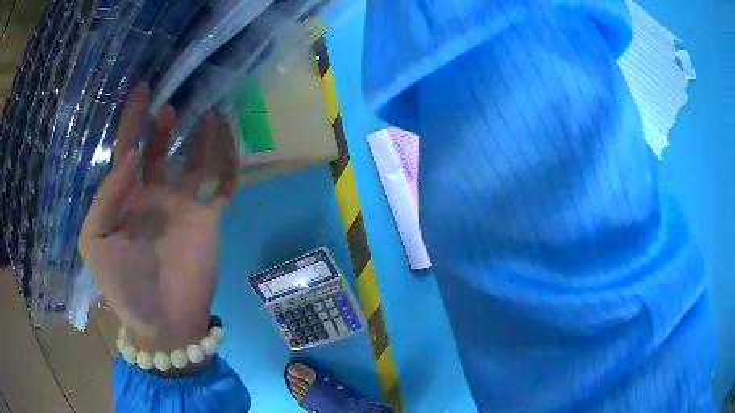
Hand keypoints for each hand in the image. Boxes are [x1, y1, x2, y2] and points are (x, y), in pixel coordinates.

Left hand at [79, 85, 236, 355]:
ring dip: (201, 137)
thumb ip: (106, 197)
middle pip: (160, 149)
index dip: (133, 119)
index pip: (128, 149)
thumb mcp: (96, 242)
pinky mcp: (210, 221)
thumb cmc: (123, 286)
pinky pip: (223, 186)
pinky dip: (228, 164)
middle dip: (163, 124)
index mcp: (126, 199)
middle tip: (170, 104)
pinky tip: (230, 144)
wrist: (163, 324)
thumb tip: (130, 156)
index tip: (143, 89)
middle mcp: (155, 195)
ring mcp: (185, 207)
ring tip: (208, 113)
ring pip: (196, 161)